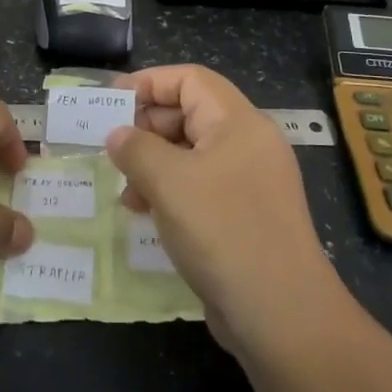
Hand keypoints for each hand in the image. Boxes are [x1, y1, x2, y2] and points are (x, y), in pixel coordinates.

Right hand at [107, 64, 339, 349]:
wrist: (280, 313)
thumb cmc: (221, 230)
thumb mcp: (168, 181)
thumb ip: (136, 148)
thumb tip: (118, 134)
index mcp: (238, 121)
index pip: (191, 79)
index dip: (149, 82)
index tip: (112, 99)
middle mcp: (249, 143)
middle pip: (192, 113)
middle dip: (148, 126)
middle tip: (113, 147)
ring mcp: (250, 181)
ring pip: (193, 153)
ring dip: (154, 163)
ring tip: (125, 189)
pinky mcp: (246, 215)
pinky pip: (202, 186)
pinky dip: (171, 190)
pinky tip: (146, 213)